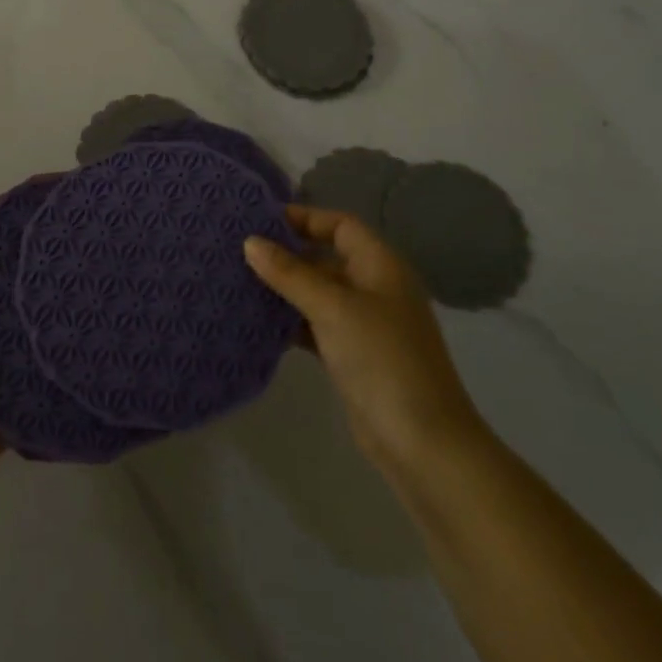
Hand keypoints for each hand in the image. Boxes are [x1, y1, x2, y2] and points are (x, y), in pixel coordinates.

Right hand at [245, 206, 488, 482]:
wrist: (422, 443)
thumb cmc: (381, 360)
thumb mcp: (333, 308)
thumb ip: (290, 273)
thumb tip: (250, 241)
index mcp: (381, 266)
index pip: (340, 225)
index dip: (304, 218)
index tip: (261, 221)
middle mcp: (375, 287)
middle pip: (327, 257)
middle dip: (287, 254)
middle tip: (240, 251)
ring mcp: (365, 324)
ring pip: (318, 293)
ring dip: (285, 289)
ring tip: (240, 282)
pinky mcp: (353, 355)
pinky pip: (316, 325)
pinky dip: (291, 321)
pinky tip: (258, 322)